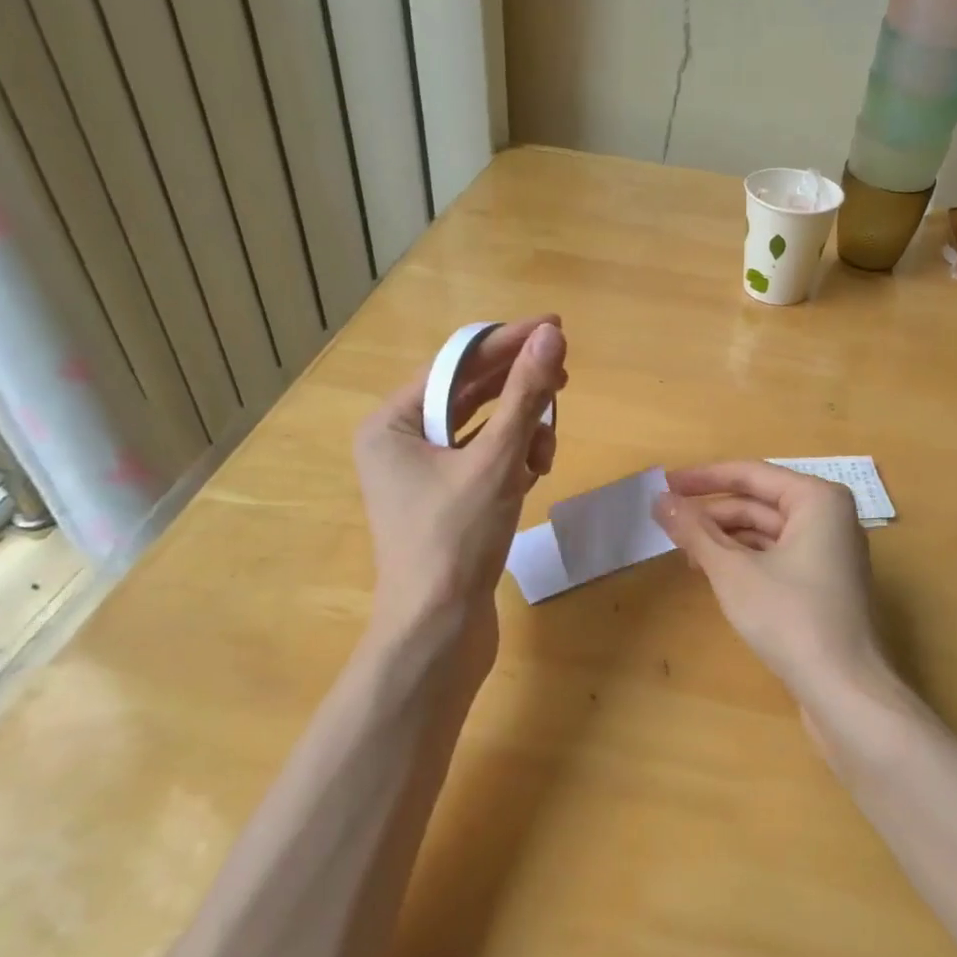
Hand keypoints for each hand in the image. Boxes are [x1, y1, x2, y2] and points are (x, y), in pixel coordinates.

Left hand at [354, 318, 566, 660]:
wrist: (439, 630)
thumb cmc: (456, 539)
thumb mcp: (496, 461)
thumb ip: (525, 396)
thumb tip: (551, 336)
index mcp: (391, 424)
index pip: (455, 365)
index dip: (507, 343)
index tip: (555, 326)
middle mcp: (400, 443)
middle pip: (469, 395)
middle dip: (519, 391)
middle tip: (565, 376)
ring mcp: (423, 475)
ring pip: (483, 430)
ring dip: (520, 431)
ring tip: (545, 450)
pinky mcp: (446, 502)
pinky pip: (484, 461)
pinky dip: (512, 460)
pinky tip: (534, 472)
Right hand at [652, 461, 890, 715]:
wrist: (845, 691)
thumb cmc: (790, 618)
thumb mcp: (733, 571)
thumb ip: (695, 531)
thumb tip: (659, 500)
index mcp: (817, 499)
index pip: (751, 474)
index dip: (703, 478)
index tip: (665, 482)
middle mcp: (830, 517)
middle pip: (759, 502)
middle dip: (712, 512)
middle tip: (667, 521)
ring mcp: (830, 552)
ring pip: (767, 531)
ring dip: (725, 538)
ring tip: (684, 551)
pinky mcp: (824, 583)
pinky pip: (777, 555)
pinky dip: (745, 559)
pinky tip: (713, 573)